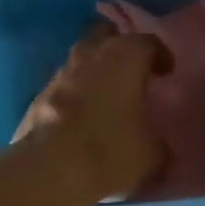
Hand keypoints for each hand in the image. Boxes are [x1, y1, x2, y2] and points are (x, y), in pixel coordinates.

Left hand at [15, 24, 168, 200]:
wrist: (49, 169)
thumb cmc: (110, 151)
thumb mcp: (151, 154)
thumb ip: (157, 141)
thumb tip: (156, 144)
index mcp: (125, 58)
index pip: (147, 42)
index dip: (159, 55)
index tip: (166, 71)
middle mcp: (91, 56)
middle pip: (106, 36)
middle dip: (119, 46)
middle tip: (131, 68)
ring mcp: (60, 73)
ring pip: (80, 58)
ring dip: (94, 69)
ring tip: (106, 91)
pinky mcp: (38, 95)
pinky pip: (63, 84)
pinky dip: (74, 92)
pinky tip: (81, 114)